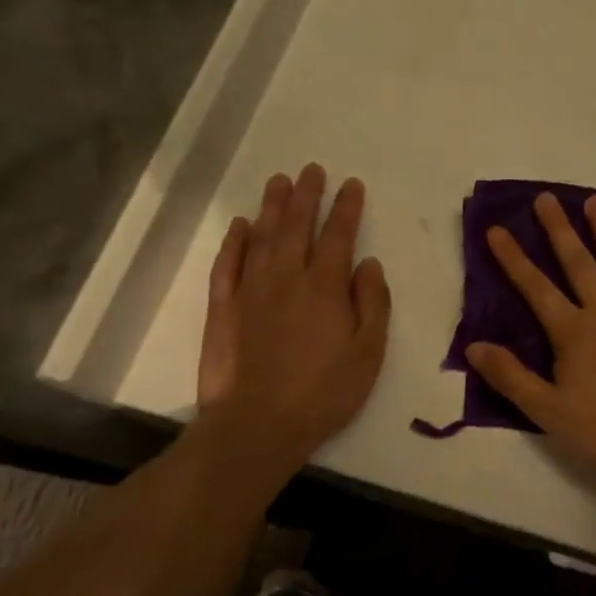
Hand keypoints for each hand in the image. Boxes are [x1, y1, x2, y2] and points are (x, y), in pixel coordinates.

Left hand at [193, 164, 390, 478]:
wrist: (257, 425)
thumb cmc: (324, 393)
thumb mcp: (368, 354)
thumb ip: (372, 303)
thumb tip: (368, 263)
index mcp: (325, 288)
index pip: (338, 236)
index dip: (346, 207)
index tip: (351, 184)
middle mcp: (287, 278)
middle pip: (296, 226)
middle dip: (306, 195)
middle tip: (311, 169)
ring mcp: (250, 291)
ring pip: (261, 237)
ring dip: (271, 207)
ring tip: (278, 182)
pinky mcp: (223, 308)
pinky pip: (227, 265)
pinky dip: (233, 242)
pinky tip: (239, 225)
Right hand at [465, 192, 595, 488]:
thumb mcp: (549, 411)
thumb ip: (511, 376)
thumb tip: (474, 346)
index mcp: (573, 331)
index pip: (535, 287)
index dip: (512, 258)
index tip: (497, 229)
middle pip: (578, 262)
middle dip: (558, 228)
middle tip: (546, 198)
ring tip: (595, 202)